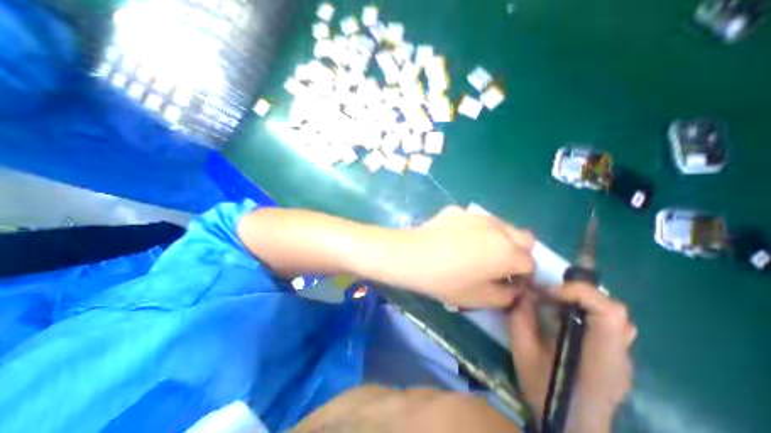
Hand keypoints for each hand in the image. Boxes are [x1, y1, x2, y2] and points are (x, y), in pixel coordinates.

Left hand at [393, 204, 537, 309]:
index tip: (508, 282)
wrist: (414, 256)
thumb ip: (507, 296)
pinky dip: (474, 229)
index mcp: (508, 252)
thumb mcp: (480, 299)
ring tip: (476, 249)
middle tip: (498, 264)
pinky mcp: (458, 210)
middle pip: (524, 238)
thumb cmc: (447, 281)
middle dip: (518, 252)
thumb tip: (514, 287)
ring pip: (500, 225)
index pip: (530, 264)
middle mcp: (498, 229)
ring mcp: (477, 215)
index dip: (523, 276)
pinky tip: (455, 238)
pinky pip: (475, 220)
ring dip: (498, 238)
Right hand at [510, 285, 635, 431]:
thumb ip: (521, 319)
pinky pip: (609, 325)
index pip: (608, 312)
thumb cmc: (546, 393)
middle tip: (551, 294)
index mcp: (600, 355)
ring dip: (585, 301)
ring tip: (559, 303)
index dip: (578, 293)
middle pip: (614, 309)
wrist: (571, 428)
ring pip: (614, 315)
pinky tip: (567, 319)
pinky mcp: (615, 357)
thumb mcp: (523, 352)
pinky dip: (588, 312)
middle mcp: (619, 354)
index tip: (547, 294)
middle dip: (579, 293)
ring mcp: (621, 356)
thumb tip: (525, 292)